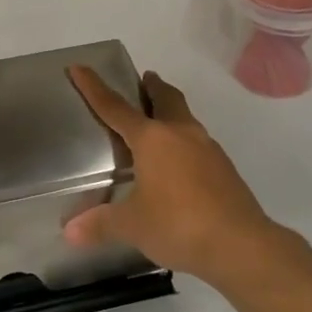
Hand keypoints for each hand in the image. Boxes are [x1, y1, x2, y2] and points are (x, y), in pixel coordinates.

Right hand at [65, 66, 277, 286]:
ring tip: (159, 123)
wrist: (241, 244)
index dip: (94, 87)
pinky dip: (184, 141)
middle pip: (165, 98)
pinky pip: (198, 143)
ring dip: (171, 112)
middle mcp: (181, 133)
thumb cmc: (178, 224)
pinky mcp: (224, 168)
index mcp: (152, 139)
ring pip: (185, 118)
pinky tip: (179, 164)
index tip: (80, 67)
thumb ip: (100, 224)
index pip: (115, 107)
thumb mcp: (132, 225)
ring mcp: (207, 148)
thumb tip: (70, 232)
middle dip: (153, 86)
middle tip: (143, 80)